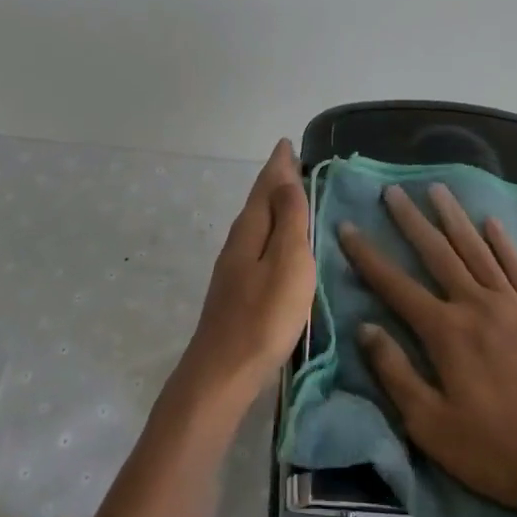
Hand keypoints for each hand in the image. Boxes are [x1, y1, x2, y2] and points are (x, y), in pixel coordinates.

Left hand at [175, 139, 316, 409]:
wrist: (223, 372)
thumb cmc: (264, 316)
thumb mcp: (287, 262)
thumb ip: (288, 219)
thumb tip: (286, 178)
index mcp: (251, 228)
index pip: (267, 185)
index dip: (280, 164)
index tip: (289, 143)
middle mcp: (239, 240)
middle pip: (259, 200)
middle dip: (276, 179)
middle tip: (293, 161)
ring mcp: (235, 266)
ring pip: (257, 222)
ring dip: (273, 204)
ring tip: (292, 193)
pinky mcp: (238, 289)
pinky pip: (258, 243)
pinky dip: (271, 229)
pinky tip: (279, 242)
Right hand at [340, 182, 516, 516]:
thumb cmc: (500, 451)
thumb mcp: (432, 426)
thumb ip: (396, 374)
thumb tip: (365, 329)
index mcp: (446, 332)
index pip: (396, 285)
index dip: (368, 256)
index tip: (347, 227)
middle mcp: (477, 306)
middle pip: (438, 253)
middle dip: (411, 221)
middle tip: (393, 191)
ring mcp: (514, 307)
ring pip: (477, 250)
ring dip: (454, 218)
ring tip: (437, 189)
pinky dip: (503, 243)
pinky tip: (492, 223)